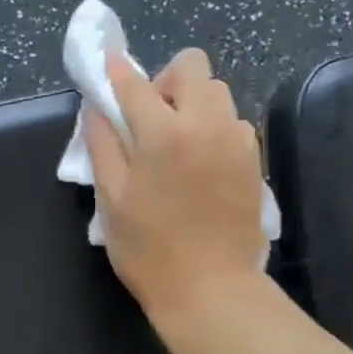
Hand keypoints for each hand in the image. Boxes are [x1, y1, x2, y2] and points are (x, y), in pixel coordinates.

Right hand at [83, 49, 268, 328]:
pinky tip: (200, 163)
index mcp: (164, 133)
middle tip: (150, 118)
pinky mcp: (254, 159)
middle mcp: (206, 124)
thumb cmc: (150, 251)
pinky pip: (233, 122)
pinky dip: (213, 127)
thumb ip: (103, 145)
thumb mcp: (111, 200)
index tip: (108, 63)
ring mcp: (237, 140)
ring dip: (193, 103)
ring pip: (217, 92)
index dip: (117, 70)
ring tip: (177, 143)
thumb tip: (98, 108)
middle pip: (192, 67)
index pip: (135, 84)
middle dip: (166, 81)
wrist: (212, 290)